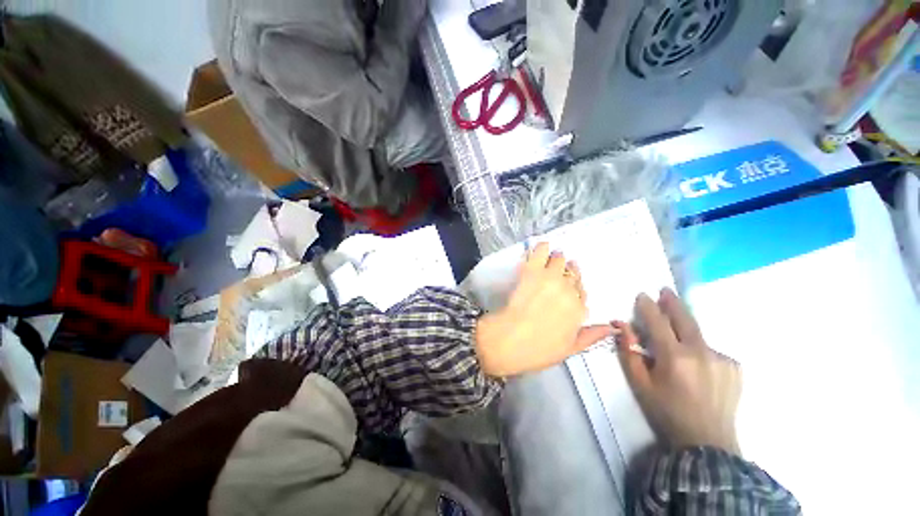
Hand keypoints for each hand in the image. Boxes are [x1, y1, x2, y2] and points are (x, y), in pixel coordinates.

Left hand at [475, 243, 612, 376]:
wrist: (509, 339)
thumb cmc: (538, 349)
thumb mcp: (569, 349)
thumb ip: (591, 336)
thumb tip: (612, 328)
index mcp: (578, 309)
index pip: (582, 292)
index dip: (575, 288)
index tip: (568, 287)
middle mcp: (568, 290)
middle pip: (572, 274)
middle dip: (568, 271)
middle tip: (560, 270)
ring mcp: (550, 278)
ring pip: (559, 260)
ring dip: (557, 258)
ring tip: (552, 257)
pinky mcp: (532, 271)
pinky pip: (540, 253)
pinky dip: (542, 248)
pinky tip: (543, 246)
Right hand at [616, 288, 741, 455]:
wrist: (708, 441)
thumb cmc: (666, 411)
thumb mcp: (639, 383)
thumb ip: (629, 352)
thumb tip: (622, 326)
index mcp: (674, 357)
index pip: (657, 321)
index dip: (648, 306)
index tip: (642, 295)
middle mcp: (701, 352)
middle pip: (684, 318)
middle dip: (673, 302)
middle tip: (664, 290)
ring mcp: (721, 358)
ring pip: (698, 334)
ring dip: (685, 329)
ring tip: (677, 334)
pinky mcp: (735, 367)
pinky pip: (711, 349)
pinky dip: (700, 349)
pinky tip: (697, 364)